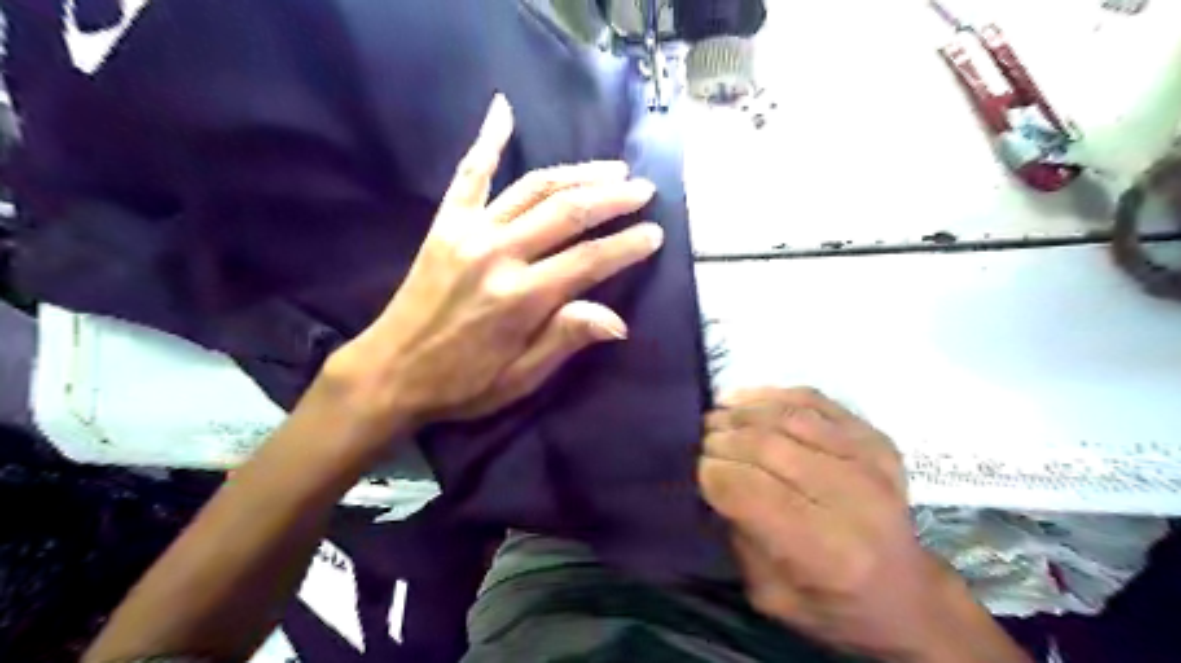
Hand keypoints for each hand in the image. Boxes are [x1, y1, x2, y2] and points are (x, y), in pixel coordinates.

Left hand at [324, 92, 661, 439]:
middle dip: (613, 198)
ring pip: (533, 188)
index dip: (627, 246)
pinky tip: (504, 109)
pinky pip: (469, 174)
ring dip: (577, 173)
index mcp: (521, 298)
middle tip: (644, 190)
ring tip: (612, 167)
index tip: (655, 234)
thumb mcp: (520, 378)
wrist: (389, 371)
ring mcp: (469, 232)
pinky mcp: (445, 224)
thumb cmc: (462, 384)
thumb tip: (619, 321)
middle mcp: (498, 254)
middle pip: (568, 212)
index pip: (589, 260)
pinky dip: (487, 140)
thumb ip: (565, 340)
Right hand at [694, 389, 1029, 662]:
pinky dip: (773, 395)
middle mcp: (854, 498)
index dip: (712, 473)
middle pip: (767, 447)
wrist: (907, 597)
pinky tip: (746, 401)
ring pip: (787, 416)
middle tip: (701, 440)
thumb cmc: (833, 606)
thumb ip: (739, 535)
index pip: (750, 491)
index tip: (695, 468)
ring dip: (742, 412)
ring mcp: (871, 461)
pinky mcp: (876, 438)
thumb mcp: (770, 594)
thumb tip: (711, 478)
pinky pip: (813, 400)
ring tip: (718, 417)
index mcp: (826, 551)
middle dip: (722, 438)